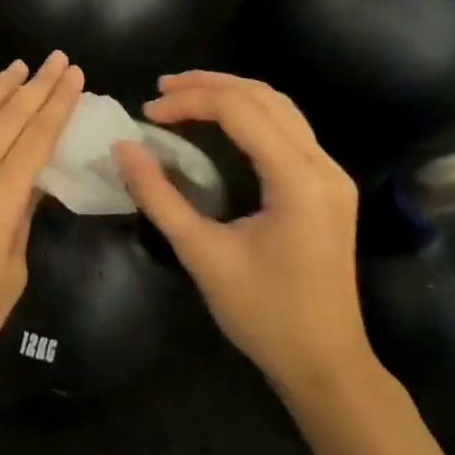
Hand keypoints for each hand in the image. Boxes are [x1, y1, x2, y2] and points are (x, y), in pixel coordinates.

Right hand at [114, 71, 374, 400]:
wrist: (328, 369)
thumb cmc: (265, 316)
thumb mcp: (202, 255)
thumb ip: (159, 196)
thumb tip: (122, 147)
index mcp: (298, 180)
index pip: (239, 110)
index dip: (189, 101)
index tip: (147, 113)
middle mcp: (323, 165)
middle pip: (262, 96)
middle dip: (207, 85)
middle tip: (160, 90)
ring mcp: (332, 174)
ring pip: (278, 105)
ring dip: (230, 92)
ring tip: (183, 95)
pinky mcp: (328, 185)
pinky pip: (288, 126)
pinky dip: (250, 111)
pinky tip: (220, 119)